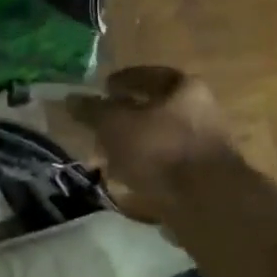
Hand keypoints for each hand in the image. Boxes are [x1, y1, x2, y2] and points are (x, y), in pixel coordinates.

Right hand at [67, 66, 234, 210]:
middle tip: (99, 128)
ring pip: (159, 140)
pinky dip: (145, 169)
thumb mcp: (116, 125)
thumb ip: (93, 111)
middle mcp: (202, 111)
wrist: (204, 201)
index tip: (102, 90)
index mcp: (185, 88)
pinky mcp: (202, 177)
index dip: (122, 81)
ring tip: (107, 159)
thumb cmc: (159, 149)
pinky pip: (165, 166)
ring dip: (134, 147)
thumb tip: (71, 98)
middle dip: (125, 119)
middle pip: (155, 110)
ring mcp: (204, 146)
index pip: (148, 75)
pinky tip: (127, 181)